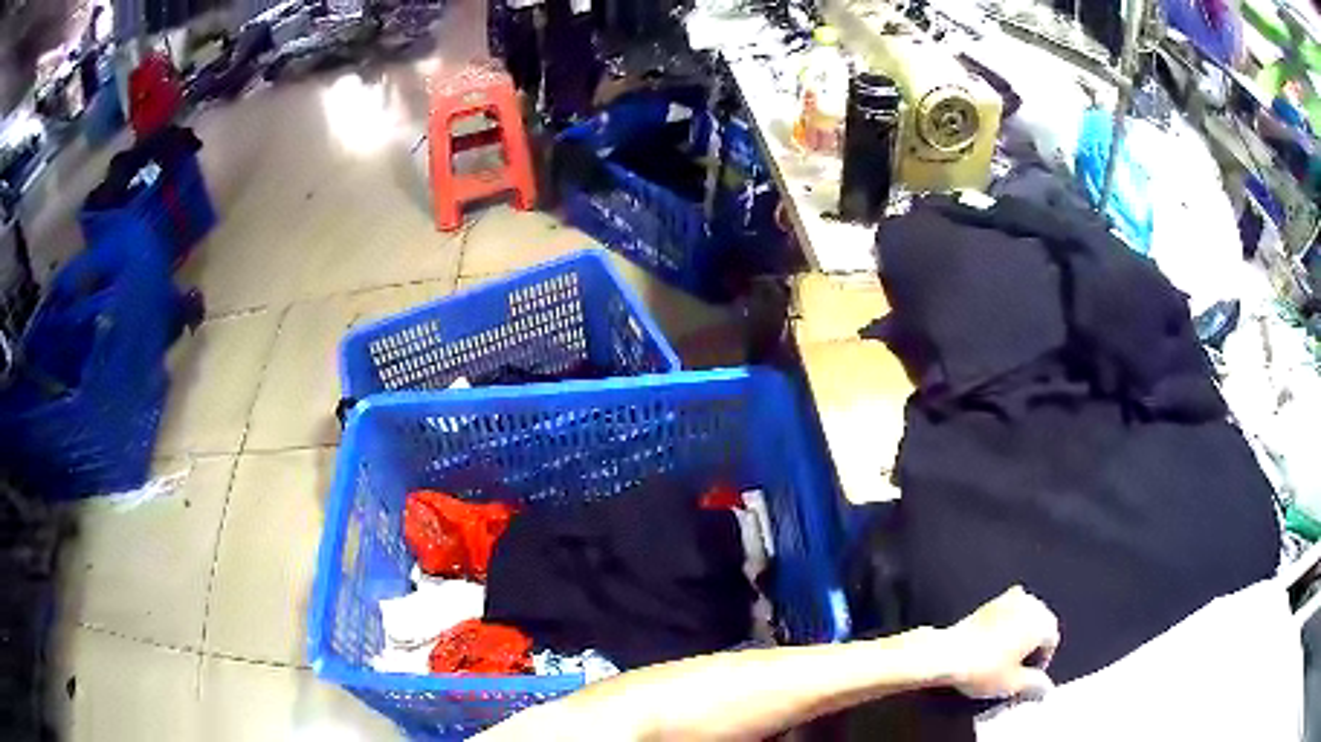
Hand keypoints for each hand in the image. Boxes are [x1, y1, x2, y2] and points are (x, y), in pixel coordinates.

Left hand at [939, 586, 1059, 699]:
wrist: (948, 654)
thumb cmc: (984, 669)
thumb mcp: (1013, 684)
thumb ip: (1035, 684)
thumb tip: (1045, 687)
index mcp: (1041, 621)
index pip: (1051, 640)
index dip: (1043, 660)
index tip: (1030, 676)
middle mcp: (1030, 604)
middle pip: (1041, 623)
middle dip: (1035, 643)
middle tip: (1021, 665)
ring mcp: (1009, 599)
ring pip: (1026, 614)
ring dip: (1022, 631)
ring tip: (1009, 654)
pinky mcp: (990, 601)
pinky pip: (1008, 610)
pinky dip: (1008, 622)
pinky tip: (996, 639)